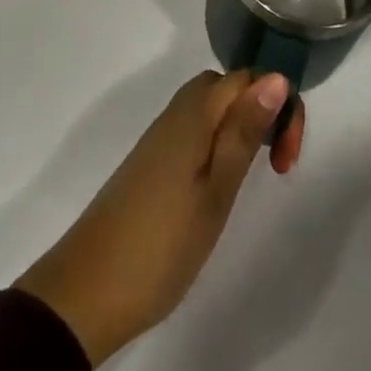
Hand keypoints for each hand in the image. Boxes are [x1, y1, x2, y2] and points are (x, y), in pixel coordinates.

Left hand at [14, 71, 304, 365]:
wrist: (84, 293)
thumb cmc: (161, 245)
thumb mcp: (215, 192)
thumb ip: (245, 132)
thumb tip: (277, 77)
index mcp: (195, 112)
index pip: (249, 77)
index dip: (279, 104)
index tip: (286, 157)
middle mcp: (177, 112)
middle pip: (230, 86)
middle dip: (262, 111)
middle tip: (275, 165)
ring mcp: (161, 136)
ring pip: (212, 107)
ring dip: (242, 127)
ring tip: (253, 175)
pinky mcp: (151, 161)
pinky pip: (196, 129)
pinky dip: (219, 142)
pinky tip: (219, 183)